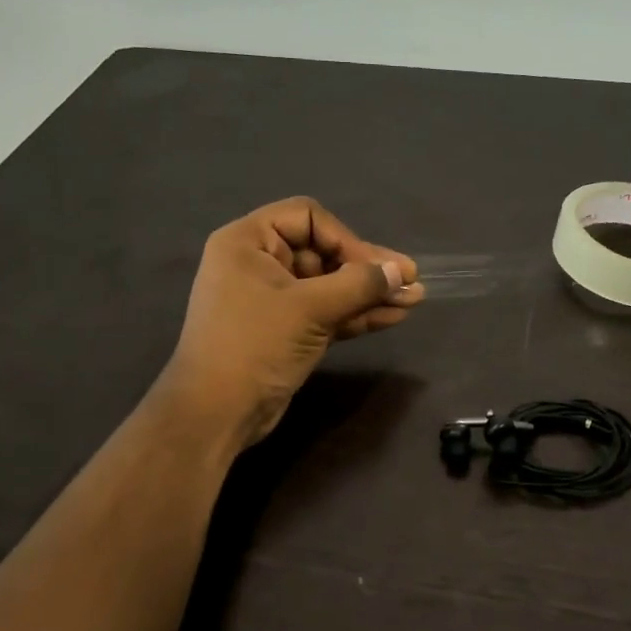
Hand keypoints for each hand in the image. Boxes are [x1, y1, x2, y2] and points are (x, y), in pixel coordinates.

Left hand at [159, 197, 422, 448]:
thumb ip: (358, 285)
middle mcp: (260, 263)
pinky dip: (357, 314)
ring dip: (369, 293)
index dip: (345, 238)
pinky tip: (393, 316)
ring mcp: (274, 299)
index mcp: (248, 241)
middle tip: (410, 280)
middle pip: (323, 252)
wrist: (217, 412)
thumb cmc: (255, 345)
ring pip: (330, 286)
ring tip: (413, 299)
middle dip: (367, 268)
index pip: (308, 218)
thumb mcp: (310, 309)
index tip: (374, 267)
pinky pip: (327, 311)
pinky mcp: (287, 330)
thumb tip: (401, 272)